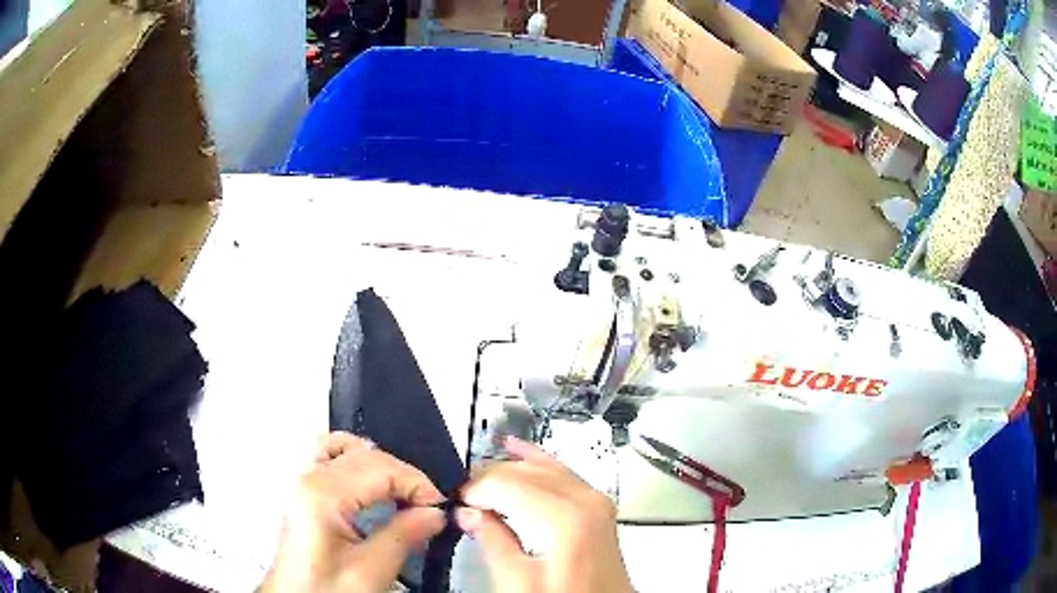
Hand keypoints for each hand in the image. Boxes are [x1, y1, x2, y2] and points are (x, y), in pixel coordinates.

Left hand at [259, 432, 445, 592]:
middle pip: (366, 453)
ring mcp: (302, 479)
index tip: (439, 508)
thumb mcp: (370, 572)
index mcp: (322, 494)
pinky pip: (329, 454)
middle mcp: (308, 476)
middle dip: (404, 476)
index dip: (417, 483)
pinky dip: (356, 460)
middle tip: (428, 508)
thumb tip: (435, 513)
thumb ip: (402, 536)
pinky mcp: (303, 489)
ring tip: (401, 494)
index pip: (380, 467)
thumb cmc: (327, 589)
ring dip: (380, 465)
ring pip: (346, 446)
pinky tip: (371, 484)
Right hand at [455, 437, 633, 592]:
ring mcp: (595, 500)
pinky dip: (537, 461)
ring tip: (480, 481)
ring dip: (509, 470)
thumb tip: (468, 512)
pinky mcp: (598, 506)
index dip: (475, 489)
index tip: (457, 503)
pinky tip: (519, 450)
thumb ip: (492, 542)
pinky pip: (563, 472)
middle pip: (525, 471)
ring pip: (543, 467)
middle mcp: (584, 500)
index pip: (506, 483)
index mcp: (564, 519)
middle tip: (464, 496)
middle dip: (489, 478)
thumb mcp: (518, 582)